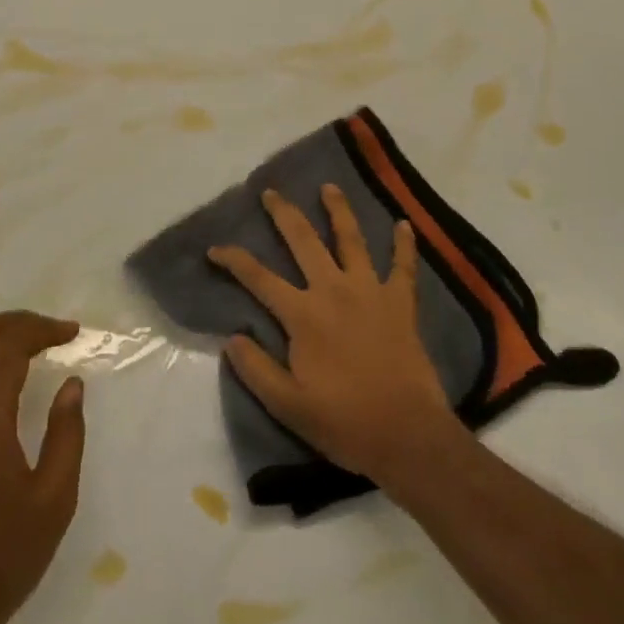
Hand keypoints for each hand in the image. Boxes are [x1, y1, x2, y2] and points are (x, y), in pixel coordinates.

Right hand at [209, 184, 459, 488]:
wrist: (408, 436)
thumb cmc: (345, 423)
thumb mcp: (288, 405)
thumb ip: (256, 369)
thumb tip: (231, 337)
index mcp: (303, 314)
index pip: (258, 277)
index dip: (233, 260)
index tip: (214, 249)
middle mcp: (333, 290)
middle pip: (303, 240)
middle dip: (284, 213)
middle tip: (271, 192)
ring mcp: (370, 291)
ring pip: (351, 239)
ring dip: (338, 210)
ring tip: (329, 187)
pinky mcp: (401, 303)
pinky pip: (403, 267)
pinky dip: (404, 245)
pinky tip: (405, 224)